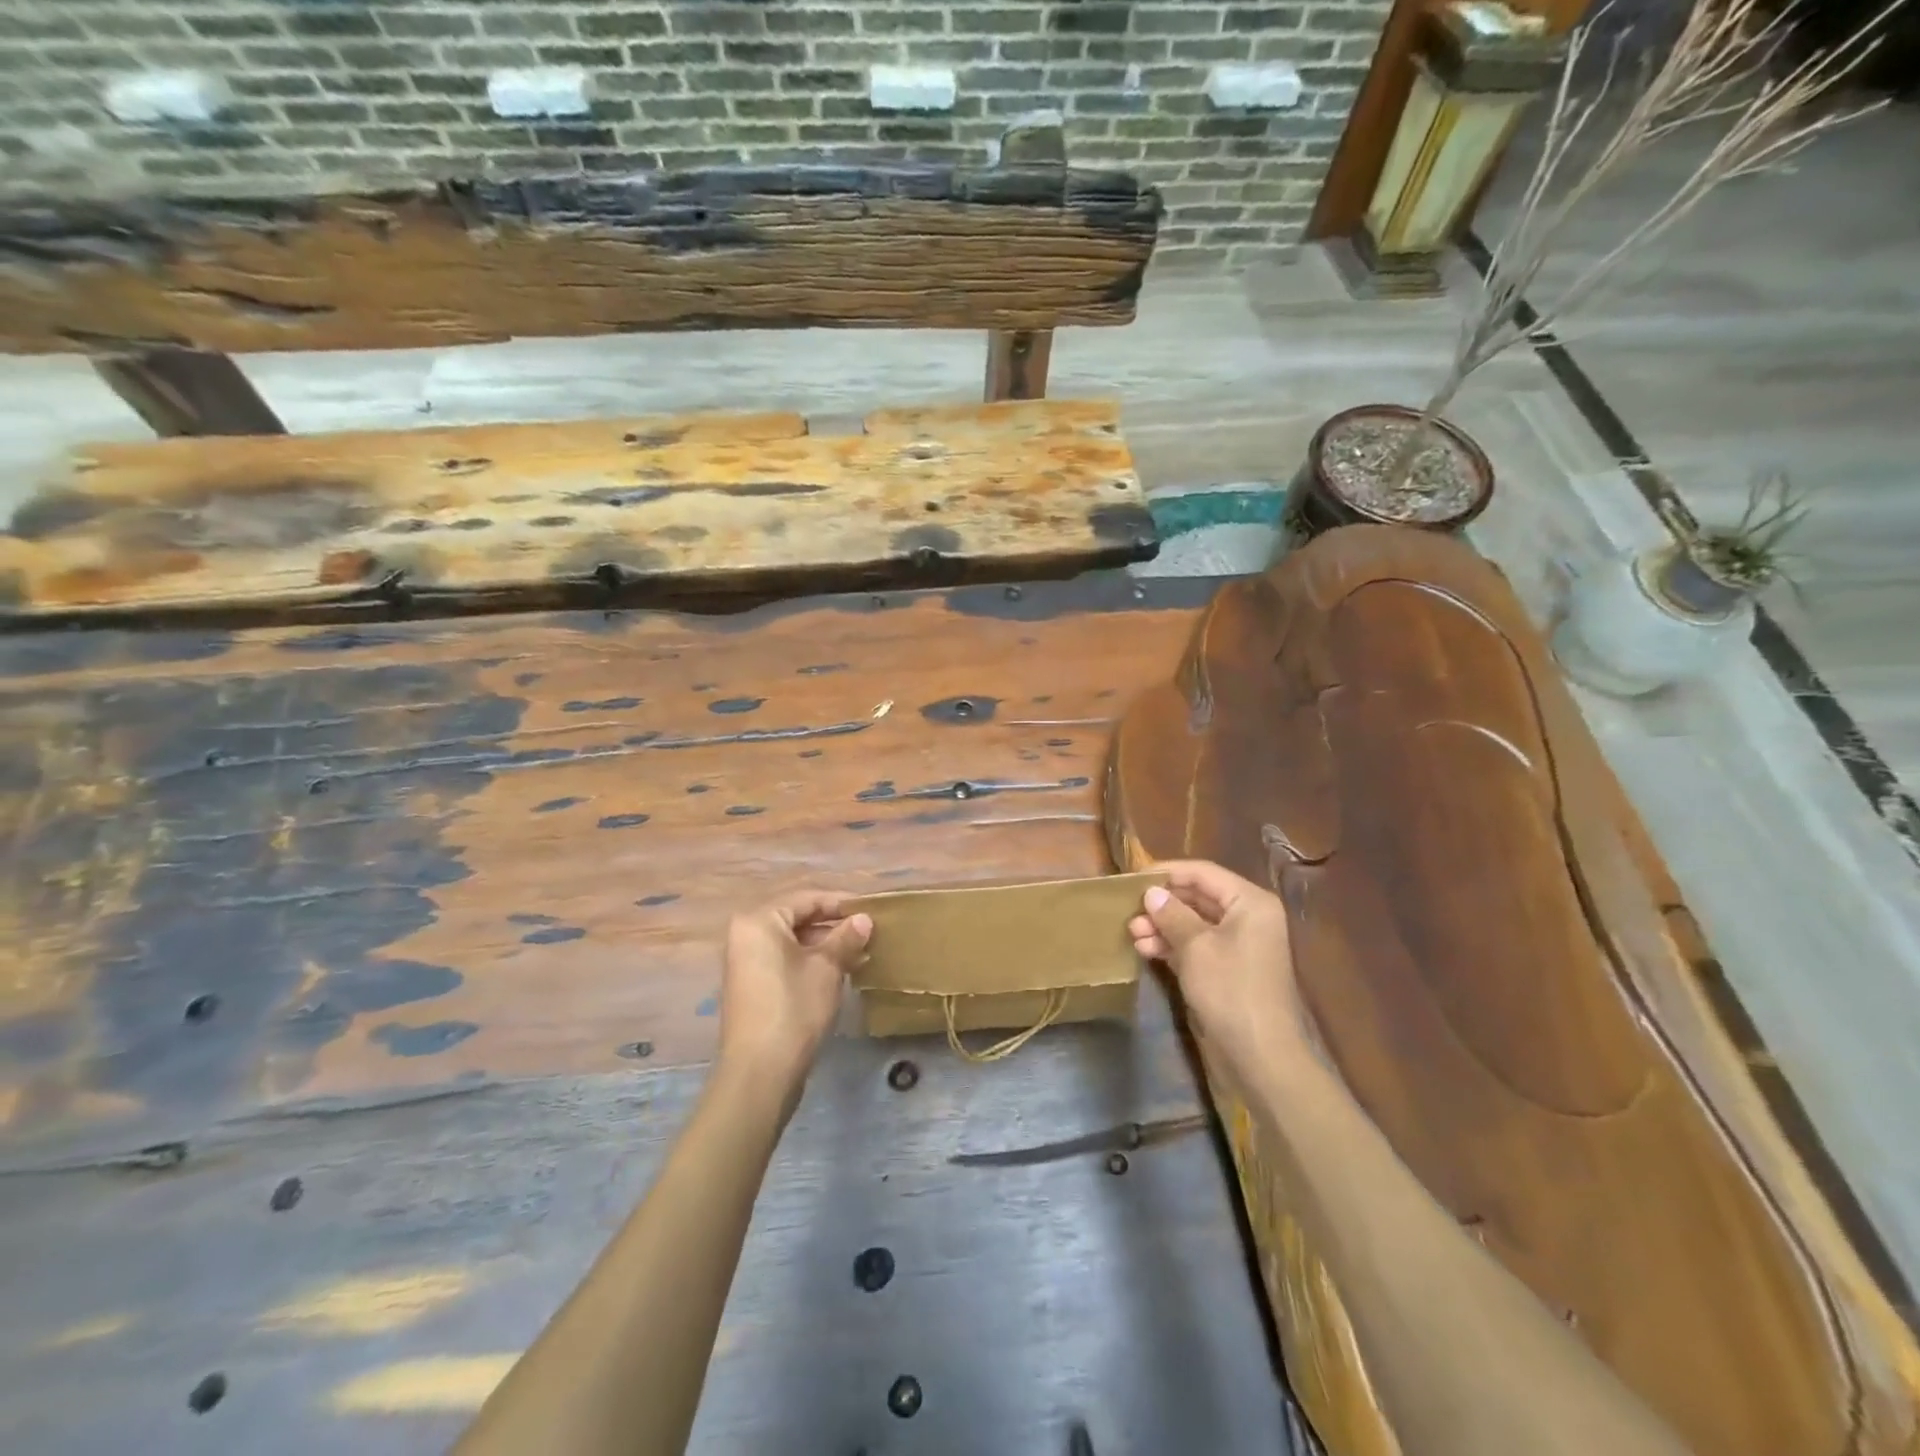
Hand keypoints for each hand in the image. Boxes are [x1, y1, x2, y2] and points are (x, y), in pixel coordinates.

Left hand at [719, 889, 871, 1092]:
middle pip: (797, 916)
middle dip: (833, 924)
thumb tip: (864, 919)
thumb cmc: (794, 1008)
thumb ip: (846, 938)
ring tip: (860, 951)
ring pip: (792, 939)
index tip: (872, 910)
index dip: (842, 903)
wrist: (760, 1072)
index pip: (807, 898)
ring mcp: (745, 961)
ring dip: (825, 943)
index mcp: (759, 920)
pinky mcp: (751, 985)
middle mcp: (746, 934)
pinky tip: (840, 970)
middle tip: (868, 931)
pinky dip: (810, 959)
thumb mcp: (827, 968)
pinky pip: (784, 958)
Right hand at [1128, 860, 1315, 1086]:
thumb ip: (1172, 914)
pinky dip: (1173, 946)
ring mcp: (1239, 945)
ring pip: (1194, 923)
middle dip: (1162, 904)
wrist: (1260, 1056)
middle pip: (1198, 897)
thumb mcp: (1195, 947)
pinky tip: (1146, 951)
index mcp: (1249, 902)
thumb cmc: (1230, 990)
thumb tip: (1152, 892)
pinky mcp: (1228, 969)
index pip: (1202, 873)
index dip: (1166, 873)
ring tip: (1133, 934)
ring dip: (1163, 926)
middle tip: (1128, 912)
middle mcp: (1248, 917)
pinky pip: (1197, 946)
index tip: (1131, 879)